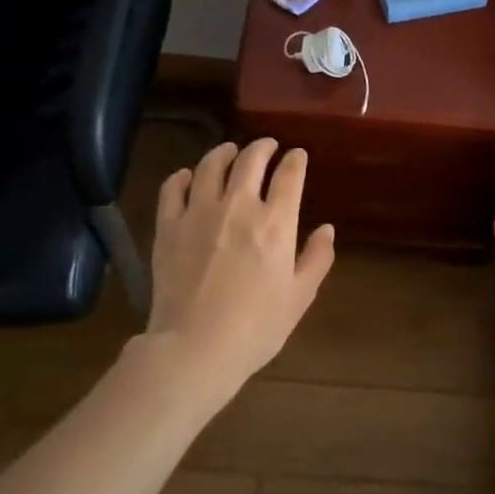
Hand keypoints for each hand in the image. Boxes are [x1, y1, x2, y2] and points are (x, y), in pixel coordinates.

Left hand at [147, 140, 335, 391]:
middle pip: (250, 160)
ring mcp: (198, 213)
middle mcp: (238, 206)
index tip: (298, 155)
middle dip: (263, 147)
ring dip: (224, 152)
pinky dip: (183, 176)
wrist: (195, 347)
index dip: (295, 160)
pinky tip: (188, 176)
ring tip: (229, 151)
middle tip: (268, 146)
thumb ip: (317, 258)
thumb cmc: (256, 327)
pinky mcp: (168, 226)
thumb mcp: (300, 297)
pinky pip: (173, 187)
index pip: (289, 175)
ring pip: (210, 165)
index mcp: (275, 223)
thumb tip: (326, 229)